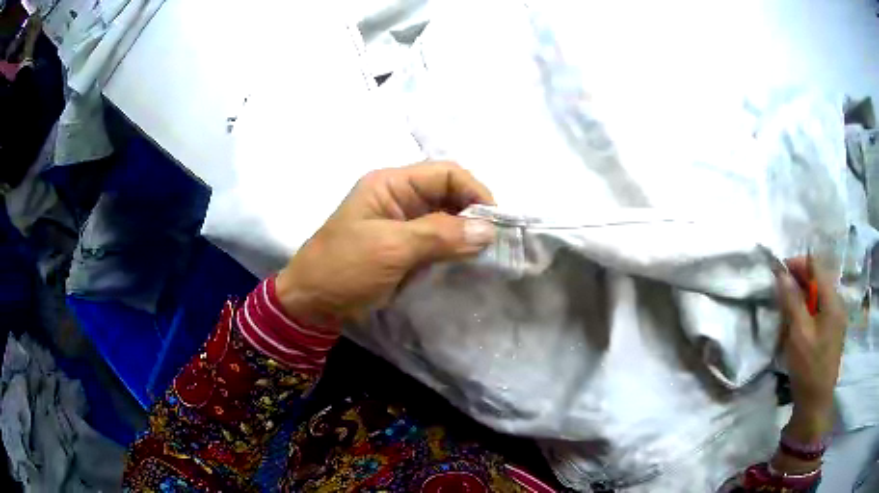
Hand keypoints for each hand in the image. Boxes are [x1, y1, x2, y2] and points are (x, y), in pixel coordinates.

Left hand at [275, 162, 495, 326]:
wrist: (312, 305)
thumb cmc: (343, 269)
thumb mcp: (390, 248)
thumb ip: (440, 235)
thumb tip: (488, 230)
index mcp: (391, 184)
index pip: (445, 173)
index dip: (474, 191)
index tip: (494, 222)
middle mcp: (399, 197)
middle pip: (449, 194)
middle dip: (473, 213)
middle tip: (494, 243)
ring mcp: (402, 224)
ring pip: (446, 218)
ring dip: (466, 233)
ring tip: (487, 254)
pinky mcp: (405, 248)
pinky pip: (438, 241)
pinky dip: (455, 249)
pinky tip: (468, 262)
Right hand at [776, 257, 845, 439]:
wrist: (815, 403)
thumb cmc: (808, 367)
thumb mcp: (798, 333)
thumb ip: (792, 301)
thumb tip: (781, 273)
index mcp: (833, 300)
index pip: (816, 266)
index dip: (797, 263)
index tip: (778, 272)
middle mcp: (837, 303)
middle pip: (818, 279)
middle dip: (799, 279)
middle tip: (779, 290)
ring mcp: (836, 318)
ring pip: (819, 294)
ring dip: (802, 295)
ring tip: (786, 307)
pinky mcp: (832, 330)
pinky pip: (820, 309)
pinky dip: (808, 308)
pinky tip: (798, 322)